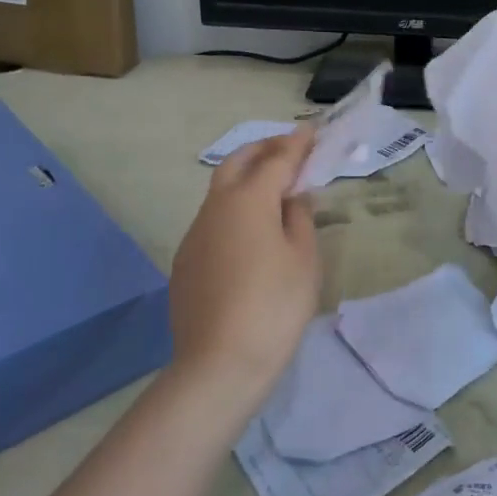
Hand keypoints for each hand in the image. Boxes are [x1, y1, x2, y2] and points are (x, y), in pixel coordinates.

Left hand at [166, 129, 322, 409]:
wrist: (218, 365)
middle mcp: (216, 207)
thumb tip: (293, 196)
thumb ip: (300, 218)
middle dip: (263, 149)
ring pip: (220, 190)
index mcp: (249, 200)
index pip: (277, 160)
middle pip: (238, 162)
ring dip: (246, 178)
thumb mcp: (303, 259)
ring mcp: (195, 234)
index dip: (297, 143)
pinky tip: (250, 234)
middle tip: (288, 149)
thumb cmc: (274, 306)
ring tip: (273, 189)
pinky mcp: (185, 261)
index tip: (311, 130)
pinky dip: (233, 210)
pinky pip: (212, 220)